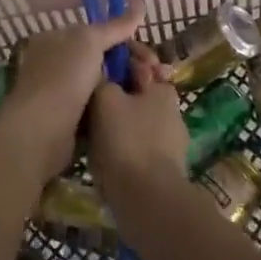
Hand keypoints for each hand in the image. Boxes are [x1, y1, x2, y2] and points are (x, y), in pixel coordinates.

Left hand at [0, 12, 147, 181]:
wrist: (41, 132)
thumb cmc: (63, 77)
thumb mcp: (90, 41)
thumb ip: (116, 25)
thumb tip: (140, 3)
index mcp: (57, 39)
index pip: (100, 34)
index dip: (128, 41)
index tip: (150, 56)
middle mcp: (59, 63)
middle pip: (106, 58)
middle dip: (134, 65)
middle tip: (157, 75)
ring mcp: (65, 92)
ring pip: (107, 83)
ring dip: (131, 86)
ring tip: (153, 91)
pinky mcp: (72, 120)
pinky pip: (102, 106)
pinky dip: (119, 106)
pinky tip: (137, 110)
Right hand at [88, 67, 190, 206]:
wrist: (148, 201)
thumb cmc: (127, 141)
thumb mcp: (105, 99)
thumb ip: (102, 79)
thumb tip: (101, 71)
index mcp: (163, 87)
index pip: (140, 62)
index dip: (119, 58)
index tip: (97, 63)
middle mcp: (172, 110)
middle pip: (138, 92)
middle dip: (116, 93)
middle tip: (88, 99)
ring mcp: (171, 142)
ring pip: (137, 121)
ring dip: (117, 121)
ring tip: (89, 129)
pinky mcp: (165, 169)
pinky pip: (137, 147)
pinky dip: (122, 146)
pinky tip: (103, 155)